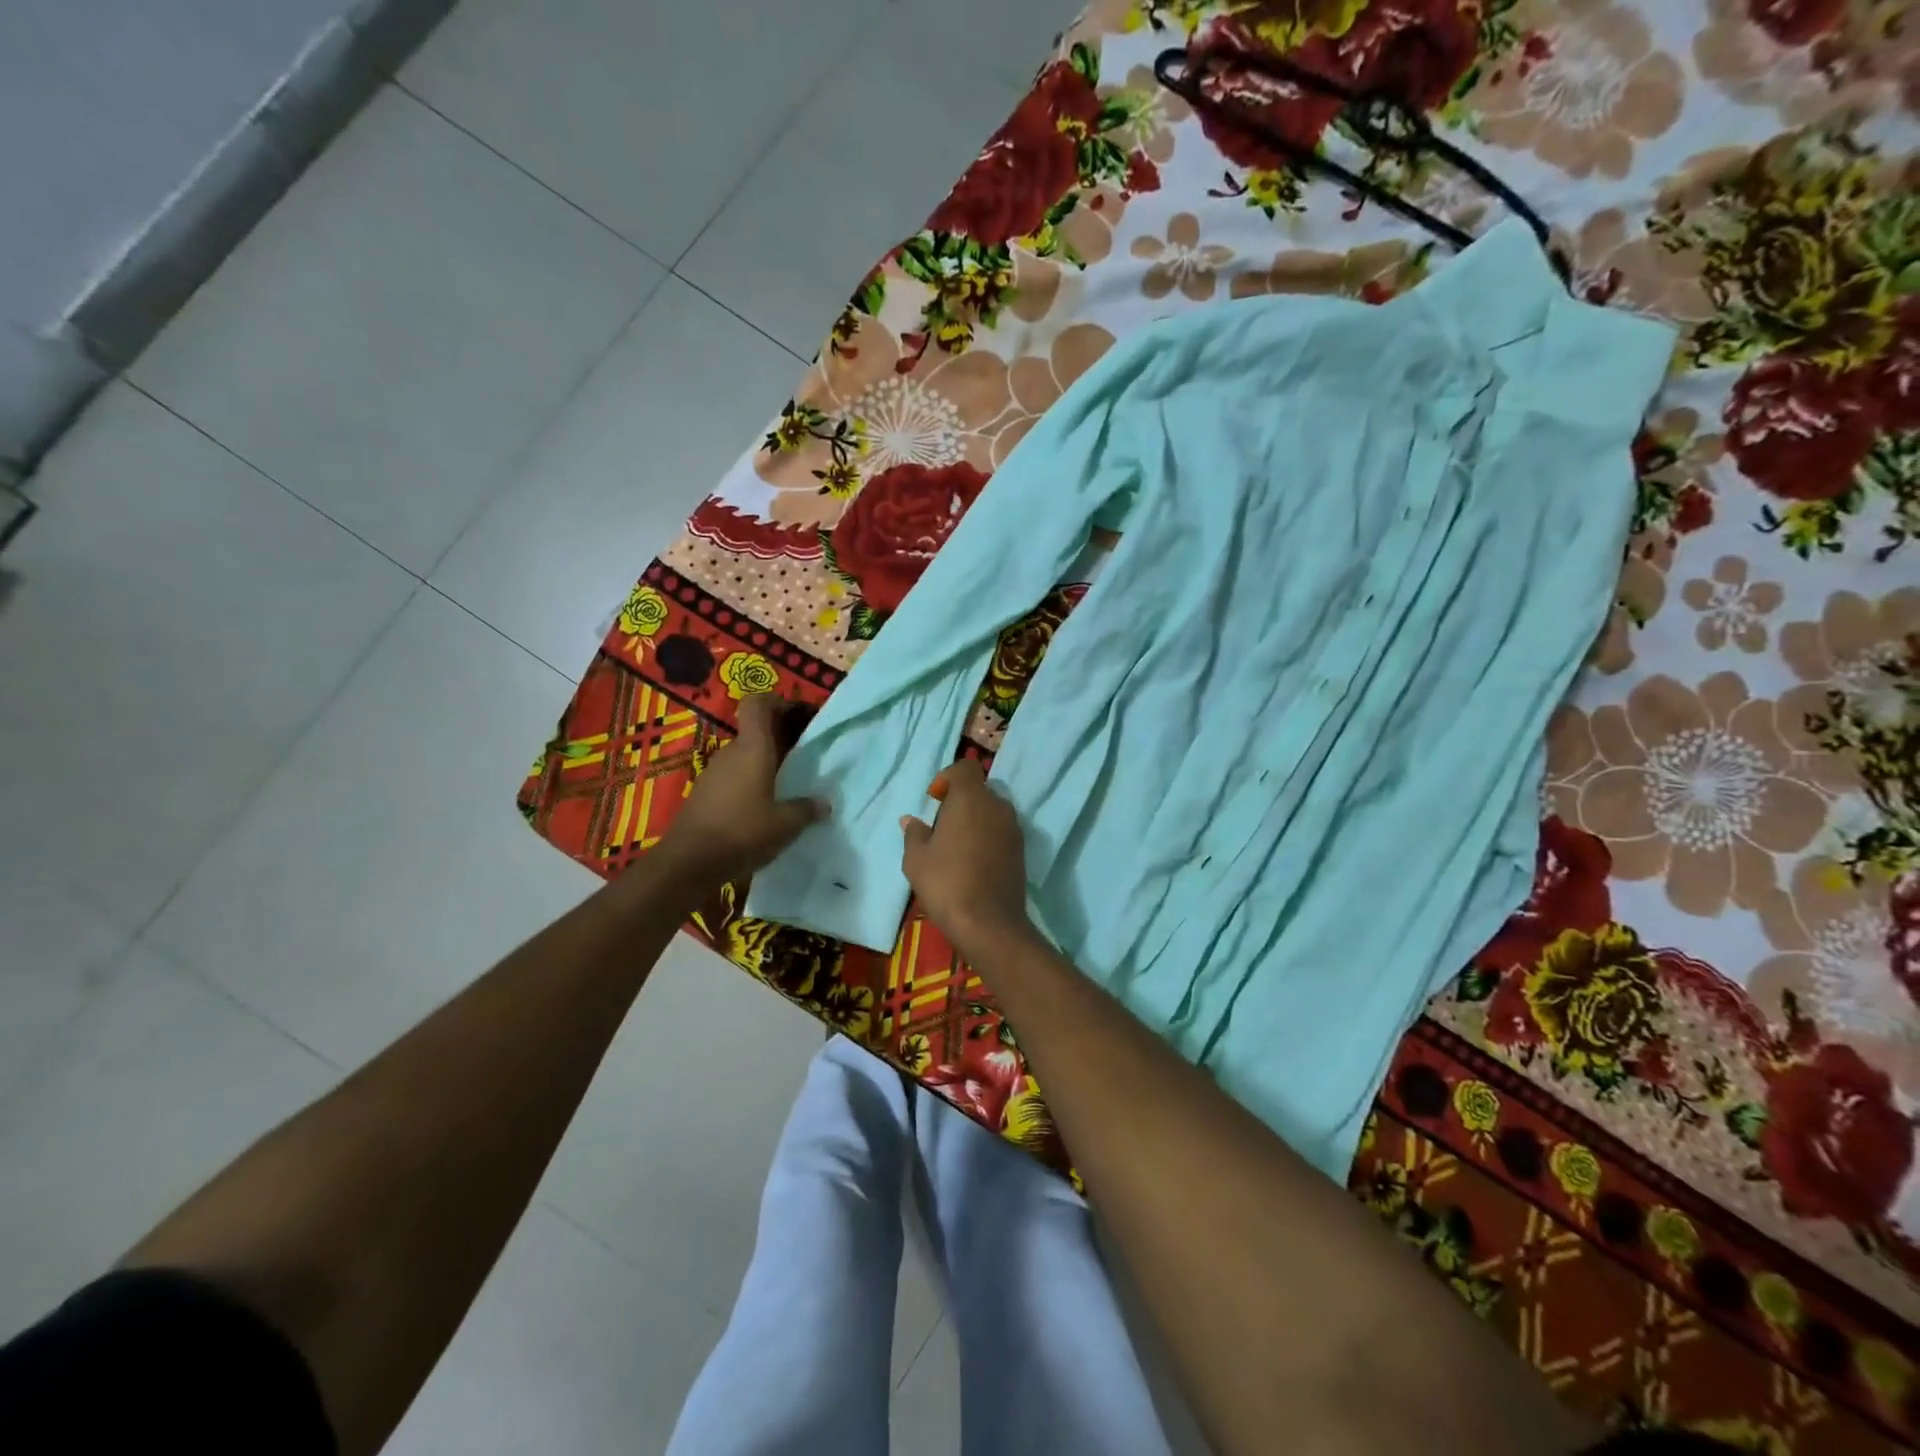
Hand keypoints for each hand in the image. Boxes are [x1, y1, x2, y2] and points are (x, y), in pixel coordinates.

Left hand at [663, 694, 825, 884]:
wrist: (688, 863)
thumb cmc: (742, 832)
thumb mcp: (785, 824)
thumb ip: (807, 810)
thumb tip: (825, 804)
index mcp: (753, 748)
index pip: (758, 704)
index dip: (777, 702)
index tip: (798, 715)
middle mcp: (731, 753)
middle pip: (756, 732)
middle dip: (781, 739)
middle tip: (806, 757)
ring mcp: (714, 773)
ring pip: (745, 756)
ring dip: (766, 764)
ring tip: (790, 785)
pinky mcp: (704, 794)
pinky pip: (734, 777)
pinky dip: (751, 783)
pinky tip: (765, 807)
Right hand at [900, 759, 1034, 956]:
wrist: (988, 923)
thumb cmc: (946, 883)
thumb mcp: (916, 859)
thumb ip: (914, 833)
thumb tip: (911, 820)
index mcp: (971, 798)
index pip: (965, 767)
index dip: (948, 778)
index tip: (935, 801)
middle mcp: (997, 805)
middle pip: (978, 789)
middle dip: (960, 801)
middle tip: (941, 828)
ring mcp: (1013, 827)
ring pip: (991, 810)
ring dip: (975, 820)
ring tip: (956, 848)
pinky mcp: (1022, 849)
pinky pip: (1001, 830)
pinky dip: (987, 836)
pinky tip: (973, 862)